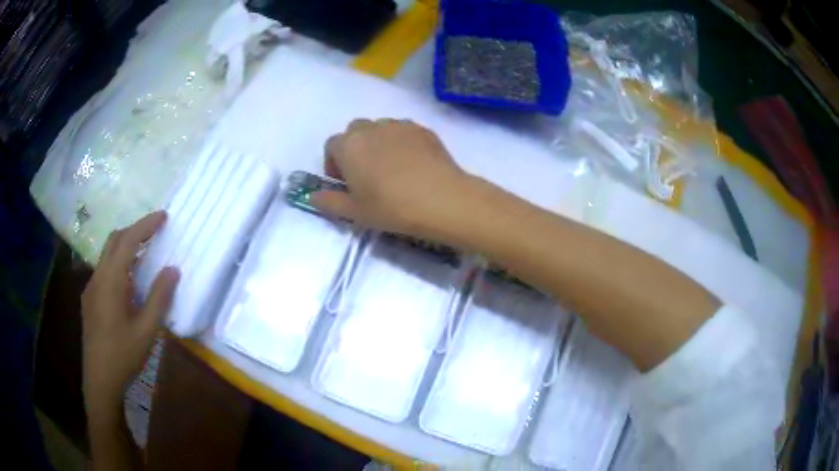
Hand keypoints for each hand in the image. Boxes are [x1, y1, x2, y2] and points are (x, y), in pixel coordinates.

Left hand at [81, 211, 178, 419]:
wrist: (100, 380)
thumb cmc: (124, 356)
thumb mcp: (147, 331)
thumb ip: (159, 298)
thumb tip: (172, 270)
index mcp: (111, 281)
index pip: (127, 241)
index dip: (145, 225)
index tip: (163, 216)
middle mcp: (97, 277)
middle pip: (114, 241)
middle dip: (134, 231)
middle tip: (155, 231)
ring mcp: (91, 288)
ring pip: (107, 255)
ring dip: (125, 247)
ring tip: (145, 255)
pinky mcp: (89, 300)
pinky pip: (104, 271)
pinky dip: (118, 264)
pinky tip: (128, 283)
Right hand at [313, 119, 473, 237]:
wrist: (441, 199)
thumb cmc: (391, 207)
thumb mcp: (355, 212)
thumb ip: (329, 201)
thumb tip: (312, 197)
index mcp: (349, 145)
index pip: (331, 145)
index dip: (334, 164)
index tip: (345, 183)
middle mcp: (371, 128)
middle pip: (355, 131)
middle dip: (355, 148)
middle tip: (366, 175)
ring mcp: (399, 125)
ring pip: (380, 129)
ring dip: (378, 143)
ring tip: (392, 169)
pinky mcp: (423, 129)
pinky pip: (404, 131)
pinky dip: (401, 143)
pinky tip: (413, 165)